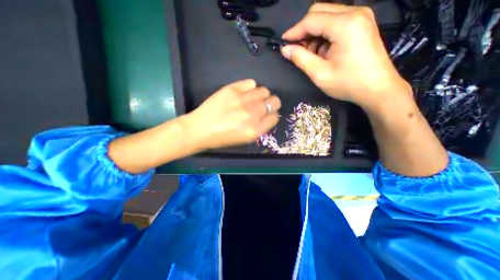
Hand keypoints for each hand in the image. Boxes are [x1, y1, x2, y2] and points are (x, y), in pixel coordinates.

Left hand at [188, 80, 279, 149]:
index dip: (272, 115)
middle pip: (274, 102)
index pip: (274, 117)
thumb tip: (267, 116)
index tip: (267, 115)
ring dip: (261, 95)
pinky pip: (251, 83)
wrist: (200, 129)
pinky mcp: (232, 90)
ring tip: (253, 98)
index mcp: (255, 130)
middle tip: (264, 105)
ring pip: (264, 91)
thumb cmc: (223, 138)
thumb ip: (259, 128)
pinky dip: (250, 87)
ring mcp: (242, 100)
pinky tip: (244, 92)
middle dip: (271, 103)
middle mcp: (252, 114)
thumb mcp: (245, 139)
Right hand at [281, 3, 414, 109]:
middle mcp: (355, 13)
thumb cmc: (348, 84)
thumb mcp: (320, 74)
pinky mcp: (362, 24)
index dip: (294, 31)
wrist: (377, 89)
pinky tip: (322, 51)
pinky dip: (324, 35)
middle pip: (319, 12)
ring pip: (327, 16)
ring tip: (310, 54)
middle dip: (304, 30)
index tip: (283, 43)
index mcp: (345, 25)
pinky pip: (336, 22)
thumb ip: (301, 58)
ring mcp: (361, 17)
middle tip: (296, 49)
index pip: (312, 20)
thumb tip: (285, 49)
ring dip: (314, 34)